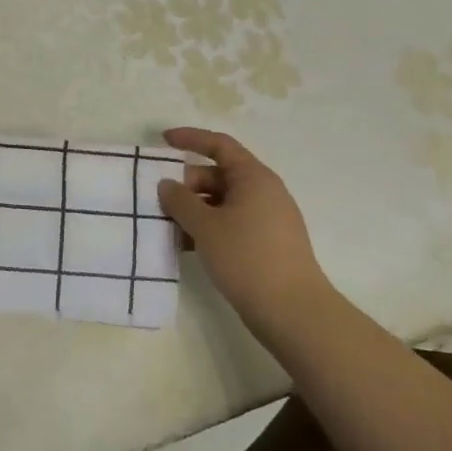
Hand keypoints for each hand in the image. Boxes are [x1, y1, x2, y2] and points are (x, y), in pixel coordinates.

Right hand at [157, 128, 329, 327]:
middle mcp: (264, 192)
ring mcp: (267, 219)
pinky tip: (185, 246)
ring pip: (222, 203)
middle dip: (187, 184)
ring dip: (194, 210)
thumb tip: (167, 184)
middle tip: (159, 200)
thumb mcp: (205, 226)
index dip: (190, 139)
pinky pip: (230, 224)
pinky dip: (208, 228)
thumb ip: (180, 201)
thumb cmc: (247, 258)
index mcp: (254, 177)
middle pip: (218, 175)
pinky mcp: (266, 244)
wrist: (292, 311)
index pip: (220, 145)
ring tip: (166, 225)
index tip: (163, 141)